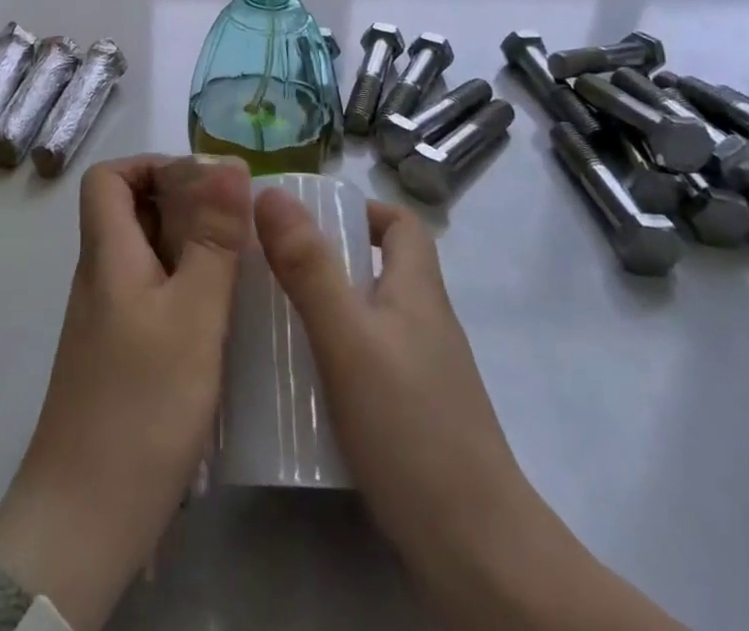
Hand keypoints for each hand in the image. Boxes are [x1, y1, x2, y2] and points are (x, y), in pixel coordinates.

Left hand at [0, 156, 249, 630]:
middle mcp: (101, 277)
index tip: (204, 182)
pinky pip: (151, 294)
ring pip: (145, 254)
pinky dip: (185, 287)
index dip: (151, 165)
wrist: (85, 519)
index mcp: (107, 254)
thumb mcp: (193, 314)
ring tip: (240, 264)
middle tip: (236, 223)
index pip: (107, 178)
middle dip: (183, 203)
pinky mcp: (119, 355)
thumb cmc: (141, 405)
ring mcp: (107, 319)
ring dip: (189, 245)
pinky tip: (221, 316)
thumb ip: (213, 239)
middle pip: (130, 211)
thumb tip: (228, 163)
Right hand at [254, 189, 682, 630]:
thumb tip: (270, 193)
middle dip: (326, 259)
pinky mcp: (413, 418)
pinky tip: (298, 384)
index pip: (401, 223)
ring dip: (325, 309)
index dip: (360, 209)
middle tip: (271, 268)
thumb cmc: (411, 429)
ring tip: (271, 320)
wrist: (478, 555)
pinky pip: (368, 362)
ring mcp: (423, 374)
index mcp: (418, 290)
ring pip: (369, 317)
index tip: (306, 220)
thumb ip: (309, 267)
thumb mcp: (348, 339)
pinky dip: (334, 356)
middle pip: (379, 268)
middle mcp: (424, 323)